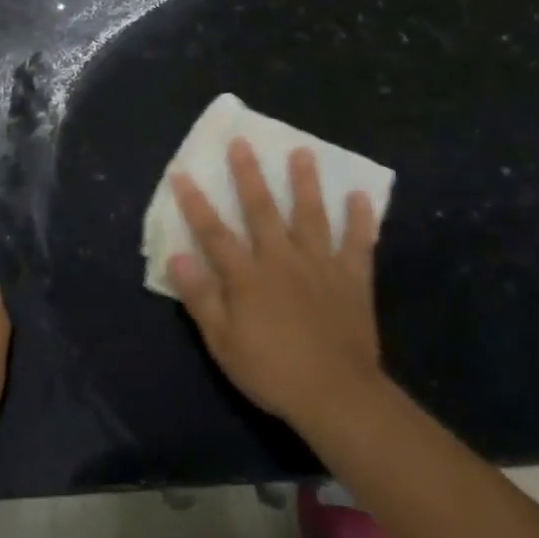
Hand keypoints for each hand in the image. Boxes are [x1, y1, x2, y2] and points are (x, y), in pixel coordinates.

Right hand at [169, 140, 384, 434]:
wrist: (337, 396)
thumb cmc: (273, 372)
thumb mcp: (224, 343)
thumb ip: (201, 297)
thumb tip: (178, 256)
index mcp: (248, 276)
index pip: (214, 232)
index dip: (196, 203)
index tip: (182, 172)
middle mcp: (282, 259)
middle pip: (262, 210)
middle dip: (249, 174)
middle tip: (243, 142)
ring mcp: (320, 265)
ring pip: (311, 215)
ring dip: (305, 182)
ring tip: (302, 151)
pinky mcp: (352, 278)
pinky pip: (358, 243)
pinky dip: (360, 219)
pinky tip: (360, 197)